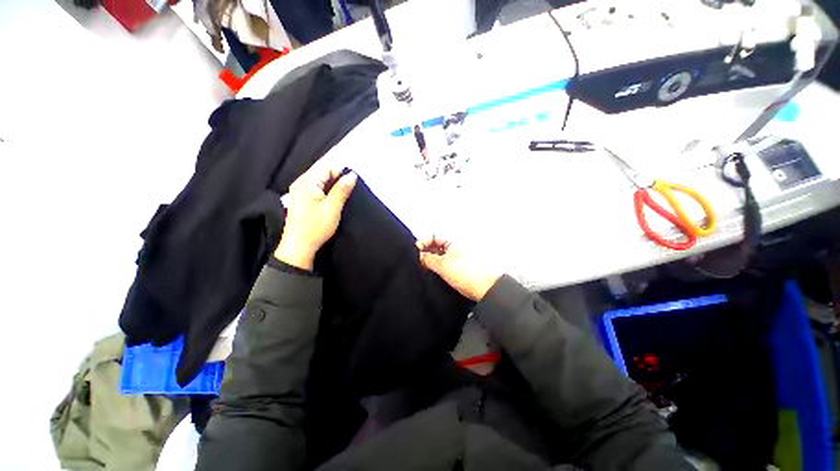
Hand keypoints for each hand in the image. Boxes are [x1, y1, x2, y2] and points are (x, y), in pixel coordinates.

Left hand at [274, 165, 356, 269]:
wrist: (299, 247)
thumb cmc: (316, 227)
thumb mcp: (332, 208)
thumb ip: (342, 190)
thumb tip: (352, 175)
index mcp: (307, 182)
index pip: (327, 167)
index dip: (342, 172)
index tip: (353, 183)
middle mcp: (300, 183)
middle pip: (322, 172)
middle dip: (337, 179)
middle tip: (350, 191)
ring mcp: (299, 191)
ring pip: (320, 181)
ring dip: (333, 186)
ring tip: (344, 196)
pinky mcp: (301, 200)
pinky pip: (316, 188)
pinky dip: (327, 192)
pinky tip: (333, 200)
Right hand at [417, 237, 500, 301]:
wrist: (486, 290)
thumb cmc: (469, 274)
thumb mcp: (442, 265)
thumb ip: (427, 259)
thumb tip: (418, 255)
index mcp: (453, 240)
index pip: (433, 236)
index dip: (422, 243)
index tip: (415, 253)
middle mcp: (456, 246)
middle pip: (435, 245)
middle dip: (426, 253)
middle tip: (418, 263)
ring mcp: (458, 256)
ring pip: (440, 255)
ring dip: (431, 261)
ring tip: (425, 270)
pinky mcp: (460, 266)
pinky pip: (445, 263)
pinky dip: (438, 267)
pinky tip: (434, 274)